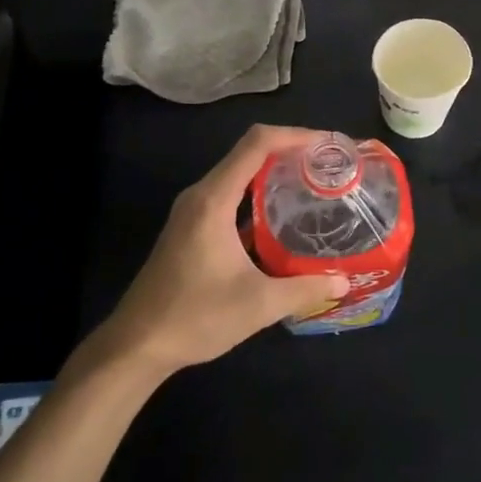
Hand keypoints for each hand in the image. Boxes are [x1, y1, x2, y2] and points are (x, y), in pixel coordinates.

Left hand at [96, 125, 349, 377]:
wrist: (136, 345)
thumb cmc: (194, 317)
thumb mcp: (258, 305)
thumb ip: (304, 289)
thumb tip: (344, 281)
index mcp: (214, 200)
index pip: (257, 144)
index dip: (295, 135)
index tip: (328, 144)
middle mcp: (201, 195)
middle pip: (249, 152)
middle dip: (290, 151)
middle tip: (328, 165)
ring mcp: (193, 211)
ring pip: (239, 174)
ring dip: (274, 172)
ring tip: (313, 184)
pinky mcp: (191, 227)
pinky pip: (230, 195)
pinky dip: (258, 194)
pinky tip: (282, 217)